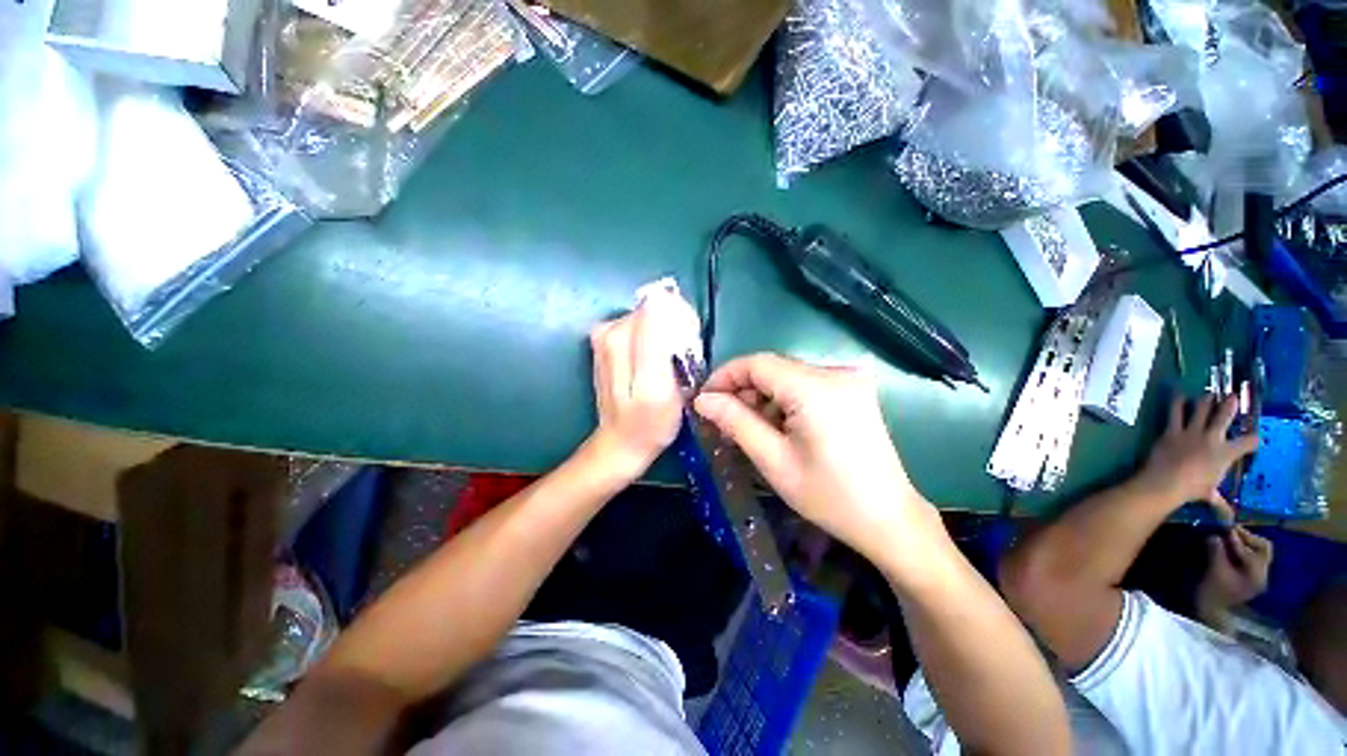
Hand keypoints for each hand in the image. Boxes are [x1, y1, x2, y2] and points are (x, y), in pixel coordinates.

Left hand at [587, 292, 698, 477]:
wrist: (622, 443)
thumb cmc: (649, 423)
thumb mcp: (659, 388)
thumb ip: (655, 343)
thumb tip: (660, 300)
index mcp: (621, 336)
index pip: (662, 304)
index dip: (683, 322)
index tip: (690, 350)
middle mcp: (610, 328)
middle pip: (656, 310)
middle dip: (677, 330)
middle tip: (683, 363)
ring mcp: (606, 335)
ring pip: (652, 318)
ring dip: (668, 337)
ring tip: (673, 367)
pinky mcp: (609, 343)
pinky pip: (643, 329)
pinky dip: (657, 341)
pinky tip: (660, 364)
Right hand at [692, 353, 946, 578]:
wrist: (889, 520)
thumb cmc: (828, 496)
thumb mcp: (773, 460)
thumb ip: (735, 422)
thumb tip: (702, 400)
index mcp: (815, 388)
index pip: (757, 363)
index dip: (725, 376)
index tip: (705, 400)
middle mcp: (835, 372)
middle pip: (773, 368)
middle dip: (743, 391)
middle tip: (724, 421)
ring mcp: (848, 379)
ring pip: (787, 376)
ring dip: (763, 398)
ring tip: (751, 430)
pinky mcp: (853, 390)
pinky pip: (805, 385)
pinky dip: (784, 401)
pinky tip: (779, 428)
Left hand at [1137, 394, 1258, 519]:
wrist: (1166, 481)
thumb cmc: (1192, 489)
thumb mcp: (1210, 495)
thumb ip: (1220, 503)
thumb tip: (1229, 519)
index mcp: (1227, 453)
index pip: (1249, 442)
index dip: (1254, 440)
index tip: (1256, 438)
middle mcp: (1213, 437)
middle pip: (1225, 415)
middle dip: (1230, 404)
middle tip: (1232, 395)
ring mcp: (1192, 432)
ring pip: (1201, 409)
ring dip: (1205, 400)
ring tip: (1208, 393)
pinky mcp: (1172, 430)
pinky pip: (1175, 412)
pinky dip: (1177, 403)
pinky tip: (1179, 395)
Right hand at [1197, 526, 1272, 627]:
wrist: (1213, 612)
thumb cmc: (1213, 592)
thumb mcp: (1214, 570)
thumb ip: (1217, 551)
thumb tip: (1216, 534)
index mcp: (1257, 574)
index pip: (1257, 548)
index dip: (1241, 538)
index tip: (1226, 527)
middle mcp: (1262, 573)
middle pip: (1263, 548)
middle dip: (1248, 538)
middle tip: (1229, 531)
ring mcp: (1257, 576)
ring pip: (1258, 552)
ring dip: (1245, 543)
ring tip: (1228, 538)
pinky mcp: (1250, 576)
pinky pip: (1251, 557)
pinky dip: (1242, 549)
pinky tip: (1230, 548)